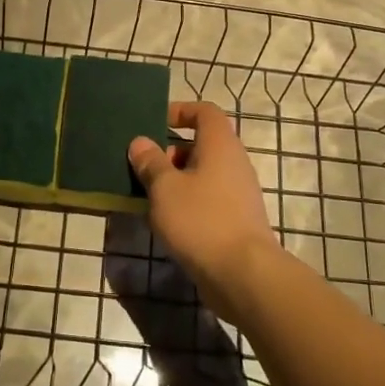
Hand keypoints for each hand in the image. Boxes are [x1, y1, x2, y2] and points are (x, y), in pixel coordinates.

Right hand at [128, 101, 282, 321]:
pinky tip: (166, 223)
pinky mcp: (237, 220)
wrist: (243, 274)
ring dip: (176, 181)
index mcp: (220, 144)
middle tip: (143, 168)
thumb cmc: (201, 220)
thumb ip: (151, 162)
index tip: (155, 123)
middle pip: (201, 144)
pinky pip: (208, 199)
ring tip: (148, 198)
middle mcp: (234, 162)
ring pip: (203, 175)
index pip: (205, 111)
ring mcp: (239, 193)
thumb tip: (140, 142)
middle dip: (171, 153)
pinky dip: (187, 203)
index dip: (180, 111)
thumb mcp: (165, 188)